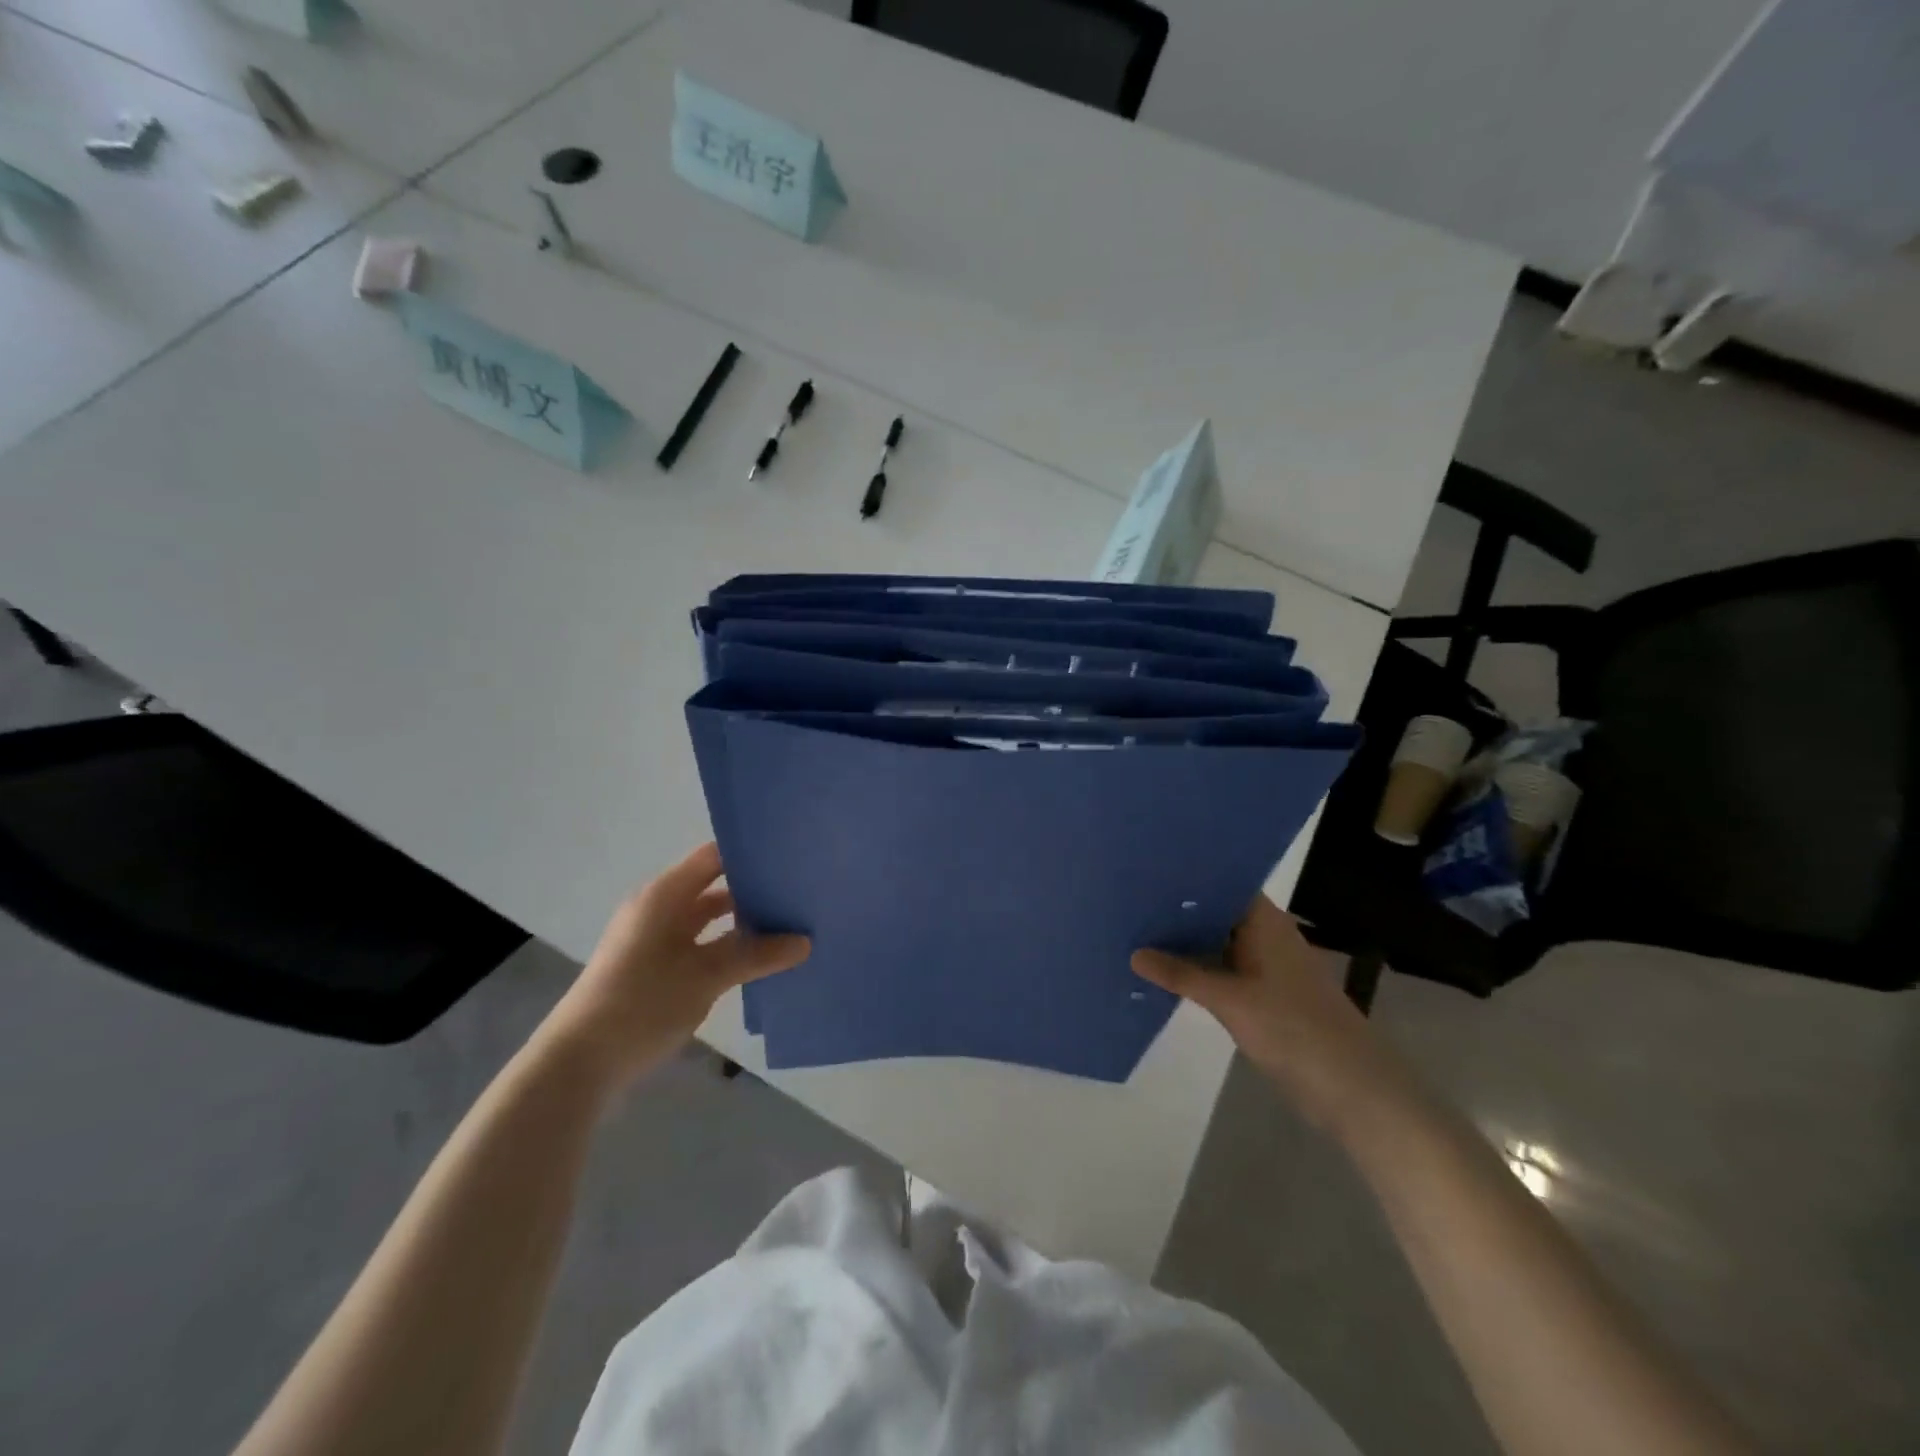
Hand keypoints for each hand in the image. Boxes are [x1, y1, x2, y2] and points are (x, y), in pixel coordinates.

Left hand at [543, 843, 809, 1088]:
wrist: (578, 1062)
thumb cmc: (642, 1003)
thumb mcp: (707, 977)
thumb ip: (757, 955)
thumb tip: (805, 942)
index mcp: (665, 895)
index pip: (715, 857)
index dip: (750, 854)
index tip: (791, 858)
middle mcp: (659, 908)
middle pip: (714, 887)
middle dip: (754, 892)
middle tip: (799, 894)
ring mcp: (655, 939)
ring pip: (709, 920)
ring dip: (743, 924)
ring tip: (789, 926)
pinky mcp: (655, 968)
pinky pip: (700, 945)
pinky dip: (727, 948)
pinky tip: (759, 961)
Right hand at [1132, 896, 1413, 1131]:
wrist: (1352, 1089)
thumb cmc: (1293, 1029)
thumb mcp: (1230, 1000)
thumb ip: (1181, 975)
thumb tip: (1134, 953)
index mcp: (1266, 922)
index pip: (1224, 883)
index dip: (1189, 876)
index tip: (1147, 872)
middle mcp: (1266, 936)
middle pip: (1217, 913)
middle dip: (1179, 910)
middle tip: (1130, 901)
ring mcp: (1267, 968)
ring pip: (1218, 944)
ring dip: (1186, 942)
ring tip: (1137, 931)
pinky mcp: (1265, 996)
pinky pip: (1223, 971)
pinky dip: (1198, 970)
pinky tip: (1165, 973)